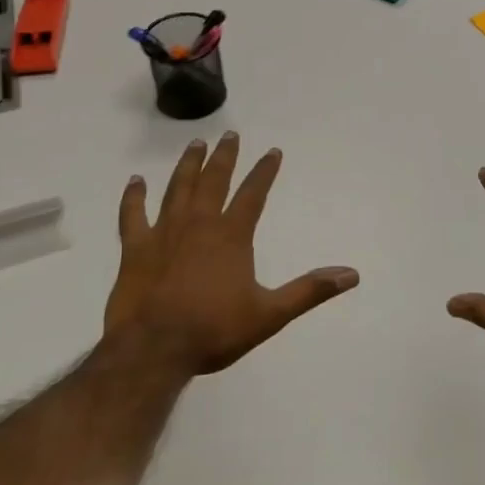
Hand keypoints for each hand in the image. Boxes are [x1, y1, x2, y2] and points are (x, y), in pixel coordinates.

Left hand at [105, 134, 358, 375]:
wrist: (153, 350)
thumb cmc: (214, 331)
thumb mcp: (270, 314)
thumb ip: (310, 291)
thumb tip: (352, 274)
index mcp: (231, 235)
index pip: (253, 193)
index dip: (265, 171)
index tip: (273, 151)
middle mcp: (199, 224)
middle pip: (214, 180)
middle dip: (225, 156)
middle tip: (230, 135)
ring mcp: (164, 232)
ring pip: (178, 188)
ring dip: (188, 165)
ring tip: (195, 144)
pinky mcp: (135, 248)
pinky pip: (133, 214)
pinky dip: (134, 196)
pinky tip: (135, 181)